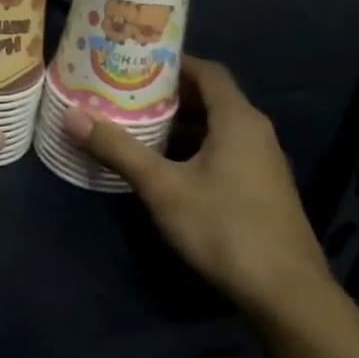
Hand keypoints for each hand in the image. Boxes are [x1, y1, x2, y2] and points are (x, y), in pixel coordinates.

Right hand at [62, 56, 332, 321]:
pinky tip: (163, 166)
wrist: (287, 295)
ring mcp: (262, 164)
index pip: (206, 71)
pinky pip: (222, 152)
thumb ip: (118, 148)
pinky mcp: (260, 190)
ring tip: (134, 125)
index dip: (172, 62)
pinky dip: (192, 148)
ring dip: (178, 125)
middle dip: (167, 94)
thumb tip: (72, 114)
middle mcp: (255, 134)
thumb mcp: (162, 187)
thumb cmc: (224, 227)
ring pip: (215, 129)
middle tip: (123, 92)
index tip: (134, 61)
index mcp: (238, 120)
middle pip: (209, 99)